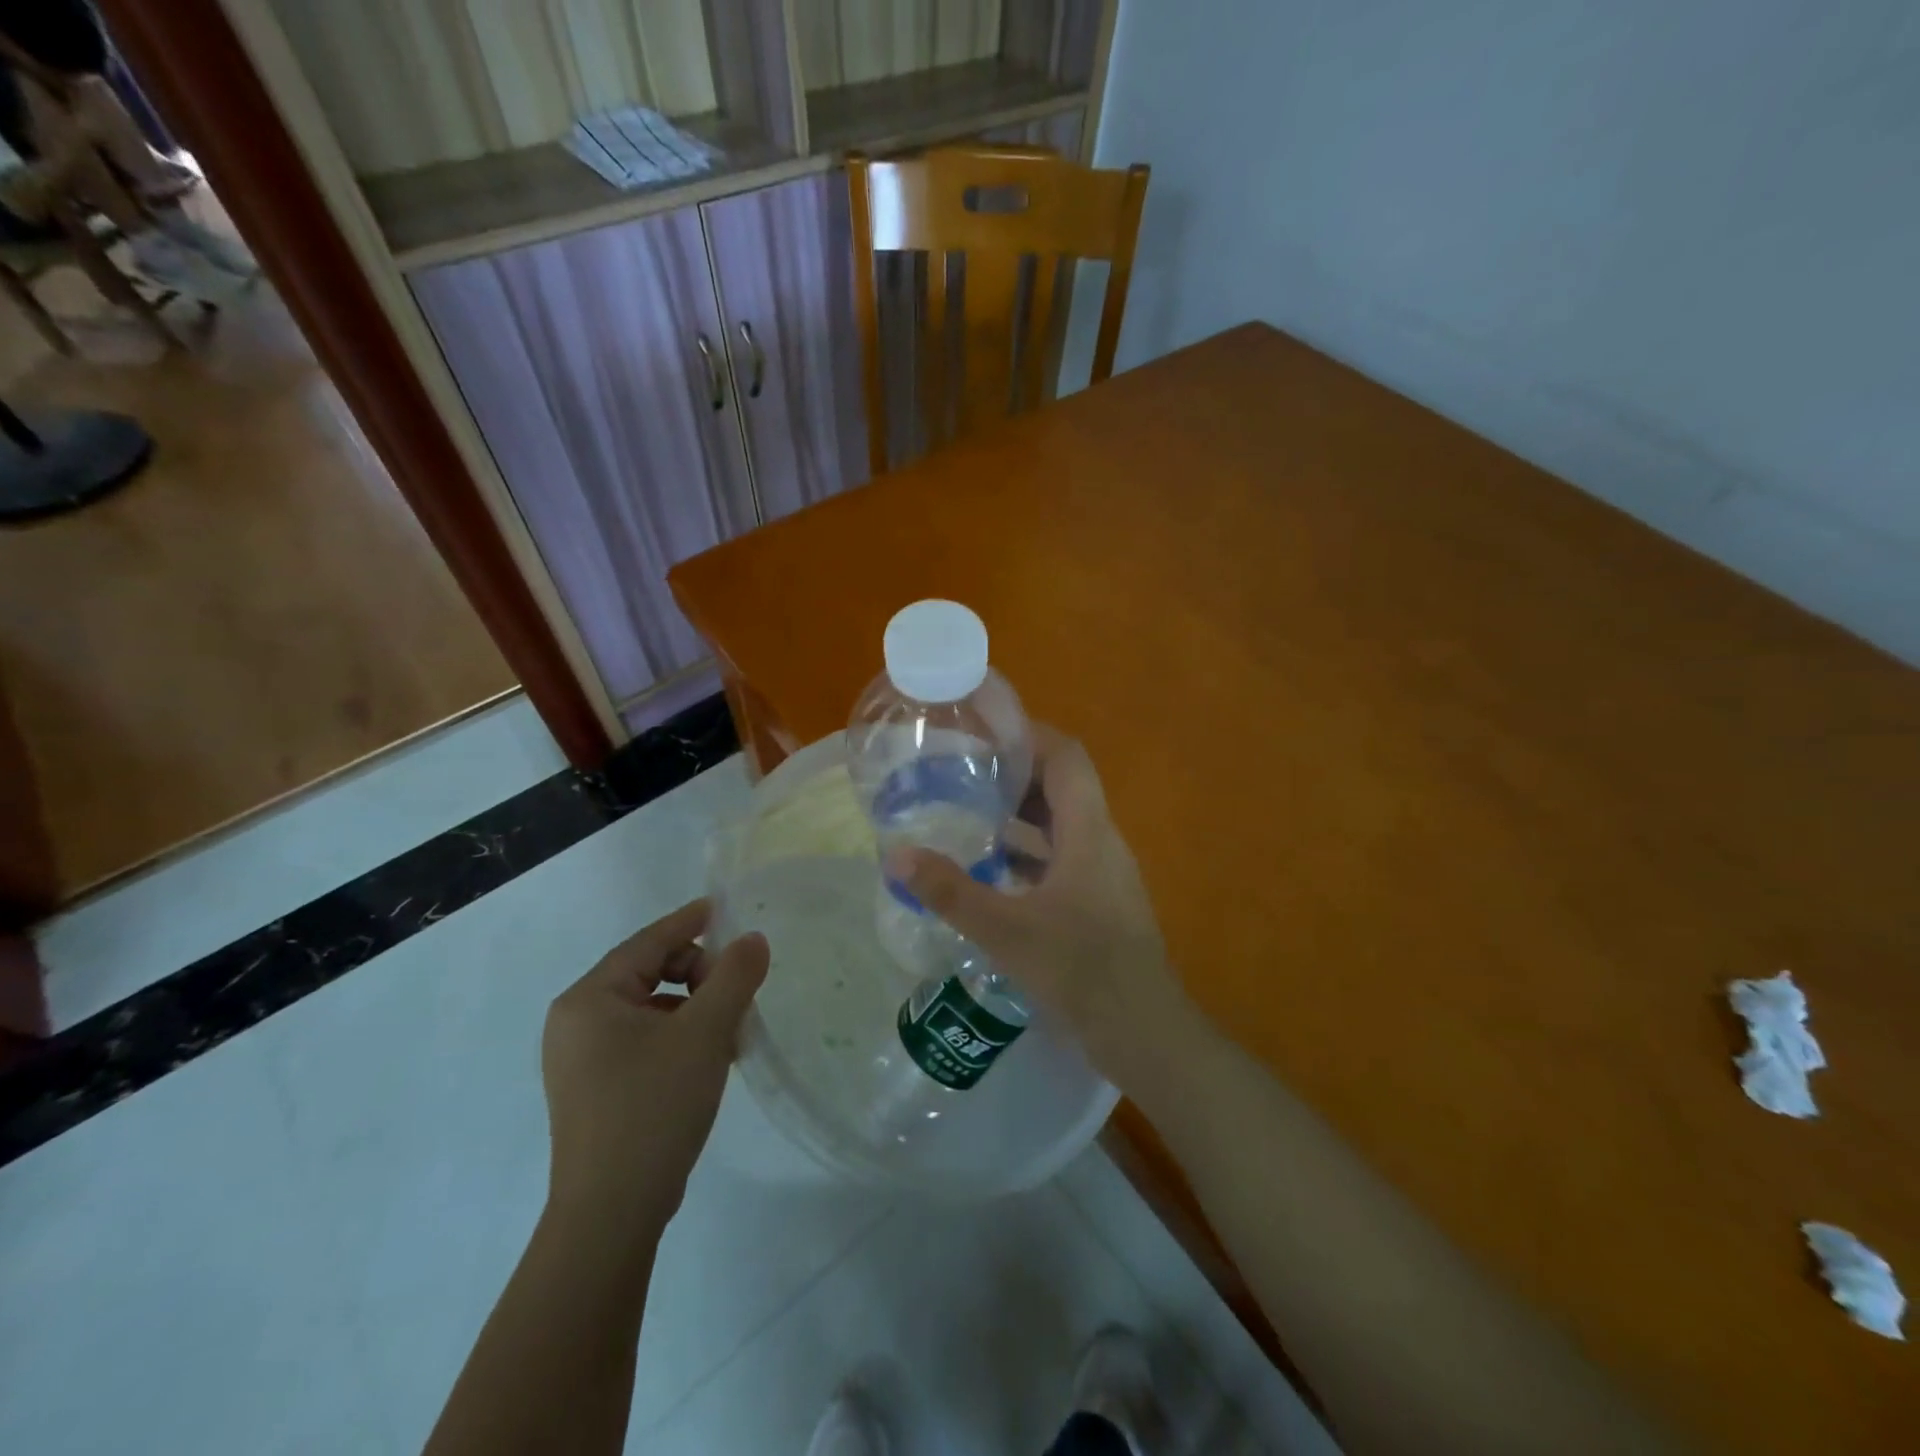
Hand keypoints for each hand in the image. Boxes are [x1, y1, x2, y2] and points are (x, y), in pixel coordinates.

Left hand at [541, 900, 767, 1234]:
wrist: (612, 1215)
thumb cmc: (654, 1107)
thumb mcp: (705, 1033)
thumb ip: (734, 976)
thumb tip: (753, 940)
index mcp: (589, 999)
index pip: (647, 942)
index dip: (689, 922)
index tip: (724, 909)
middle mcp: (576, 1023)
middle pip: (649, 973)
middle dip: (699, 976)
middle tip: (738, 995)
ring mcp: (582, 1060)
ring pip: (651, 1009)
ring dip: (694, 1009)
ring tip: (731, 1032)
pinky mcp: (595, 1090)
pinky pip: (644, 1040)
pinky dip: (679, 1037)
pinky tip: (710, 1059)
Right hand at [889, 727, 1198, 1087]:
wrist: (1143, 1031)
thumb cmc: (1080, 969)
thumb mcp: (1005, 929)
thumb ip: (950, 891)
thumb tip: (897, 854)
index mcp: (1088, 831)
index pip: (1067, 757)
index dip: (1030, 735)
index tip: (987, 731)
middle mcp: (1101, 842)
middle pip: (1063, 787)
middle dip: (1017, 774)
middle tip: (965, 773)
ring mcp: (1104, 874)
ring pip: (1062, 826)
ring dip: (1022, 816)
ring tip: (971, 814)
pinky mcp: (1100, 903)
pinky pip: (1062, 860)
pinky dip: (1029, 854)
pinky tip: (993, 871)